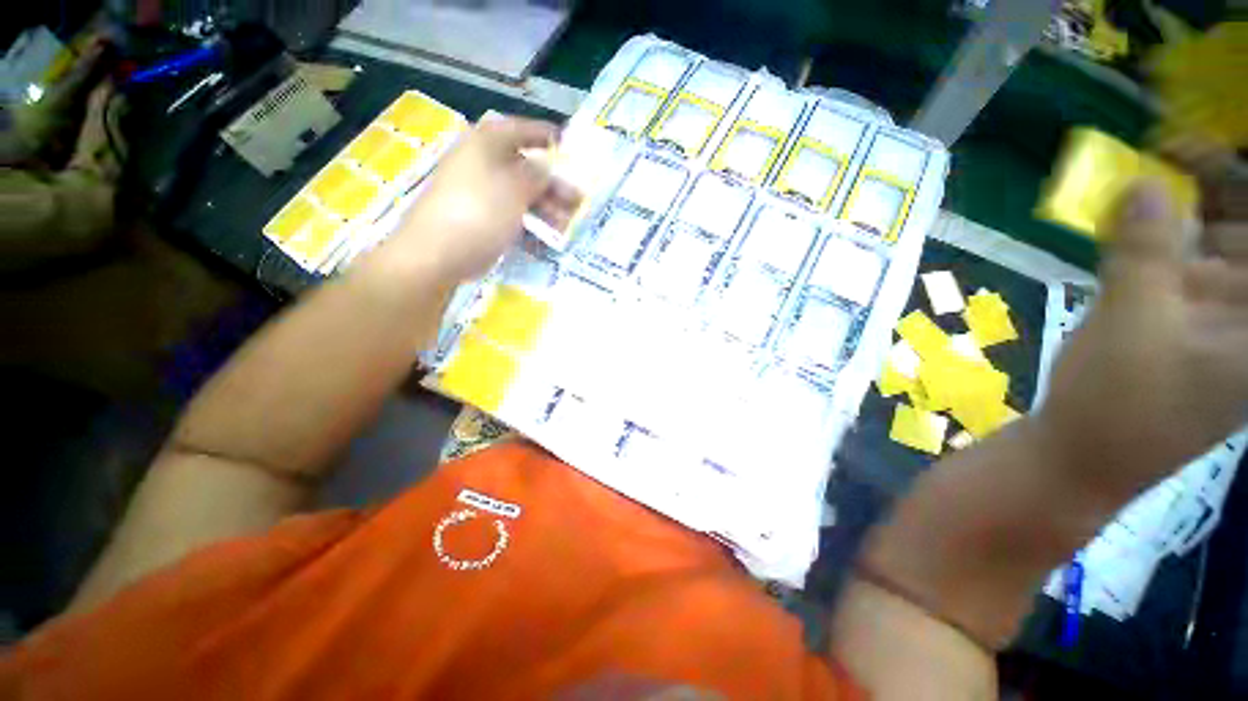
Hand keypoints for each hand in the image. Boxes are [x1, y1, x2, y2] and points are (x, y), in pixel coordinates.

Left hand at [376, 115, 567, 284]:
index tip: (571, 147)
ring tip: (568, 223)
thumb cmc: (479, 211)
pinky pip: (513, 214)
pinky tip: (548, 235)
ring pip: (522, 194)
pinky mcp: (482, 218)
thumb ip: (538, 174)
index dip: (546, 136)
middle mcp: (483, 163)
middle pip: (526, 167)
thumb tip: (549, 166)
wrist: (437, 253)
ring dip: (547, 207)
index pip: (521, 130)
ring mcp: (482, 193)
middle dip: (554, 184)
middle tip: (578, 200)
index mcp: (486, 144)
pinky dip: (531, 222)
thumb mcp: (515, 188)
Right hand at [1040, 162, 1247, 497]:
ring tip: (1140, 191)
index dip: (1236, 184)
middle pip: (1245, 236)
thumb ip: (1145, 250)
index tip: (1193, 146)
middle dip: (1213, 189)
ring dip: (1183, 216)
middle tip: (1164, 153)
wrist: (1081, 457)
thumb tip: (1144, 183)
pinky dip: (1163, 245)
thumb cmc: (1117, 404)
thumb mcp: (1132, 324)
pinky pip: (1186, 270)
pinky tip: (1132, 232)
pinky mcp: (1189, 328)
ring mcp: (1223, 324)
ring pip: (1216, 249)